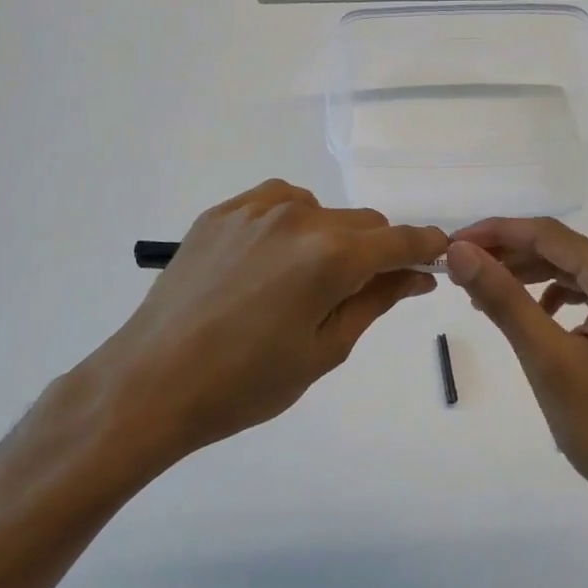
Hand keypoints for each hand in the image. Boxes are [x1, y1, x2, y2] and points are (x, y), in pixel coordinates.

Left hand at [57, 181, 446, 488]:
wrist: (151, 383)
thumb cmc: (246, 383)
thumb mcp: (324, 350)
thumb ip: (376, 302)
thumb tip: (417, 275)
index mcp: (331, 256)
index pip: (400, 240)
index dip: (426, 247)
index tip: (436, 260)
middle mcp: (299, 217)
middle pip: (364, 223)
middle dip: (377, 251)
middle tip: (365, 290)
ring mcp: (255, 209)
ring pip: (322, 210)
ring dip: (332, 238)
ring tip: (306, 282)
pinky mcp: (222, 212)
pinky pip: (278, 204)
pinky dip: (292, 225)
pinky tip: (274, 260)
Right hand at [445, 218, 587, 523]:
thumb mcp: (548, 360)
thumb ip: (504, 299)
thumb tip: (460, 251)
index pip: (549, 235)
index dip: (495, 233)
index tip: (450, 245)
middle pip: (559, 248)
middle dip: (507, 254)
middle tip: (457, 270)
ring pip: (568, 268)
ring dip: (524, 274)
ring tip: (480, 290)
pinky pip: (582, 292)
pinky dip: (547, 295)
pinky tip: (526, 314)